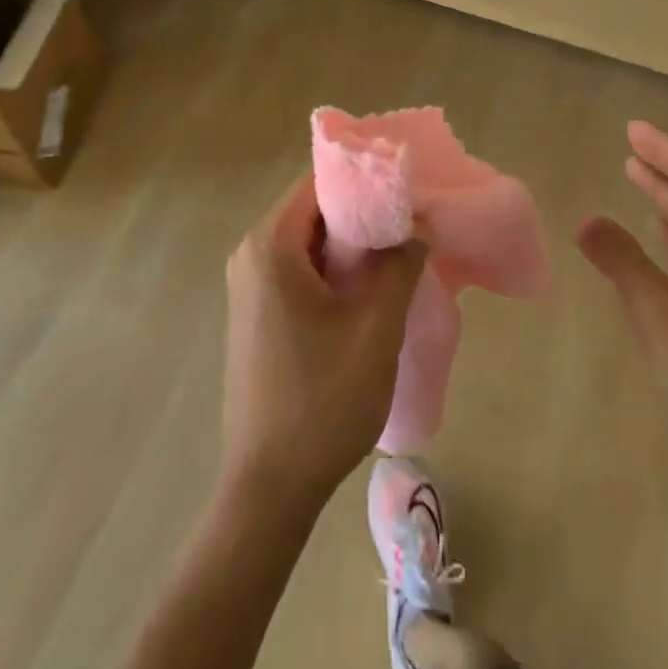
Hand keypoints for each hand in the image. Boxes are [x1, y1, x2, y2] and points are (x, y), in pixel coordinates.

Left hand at [221, 174, 427, 510]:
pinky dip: (333, 271)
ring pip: (308, 242)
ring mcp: (249, 287)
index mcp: (269, 246)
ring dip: (351, 246)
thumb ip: (400, 264)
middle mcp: (250, 255)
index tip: (407, 192)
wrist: (269, 487)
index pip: (319, 184)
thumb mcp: (376, 328)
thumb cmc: (322, 400)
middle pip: (313, 211)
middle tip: (411, 225)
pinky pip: (298, 270)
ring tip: (399, 256)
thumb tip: (418, 224)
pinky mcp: (256, 314)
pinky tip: (369, 292)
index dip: (365, 182)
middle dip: (363, 215)